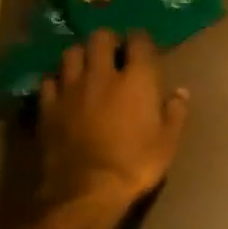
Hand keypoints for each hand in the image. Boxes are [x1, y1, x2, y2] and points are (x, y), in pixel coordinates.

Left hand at [37, 30, 188, 210]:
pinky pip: (49, 80)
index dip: (141, 40)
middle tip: (114, 52)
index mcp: (137, 80)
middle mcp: (101, 75)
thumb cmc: (136, 164)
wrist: (87, 189)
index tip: (144, 46)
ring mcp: (70, 89)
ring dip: (81, 55)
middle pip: (100, 38)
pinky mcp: (47, 106)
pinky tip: (64, 89)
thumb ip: (175, 112)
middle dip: (108, 40)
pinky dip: (58, 79)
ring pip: (71, 54)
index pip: (139, 42)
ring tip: (87, 66)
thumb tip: (180, 92)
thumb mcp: (168, 141)